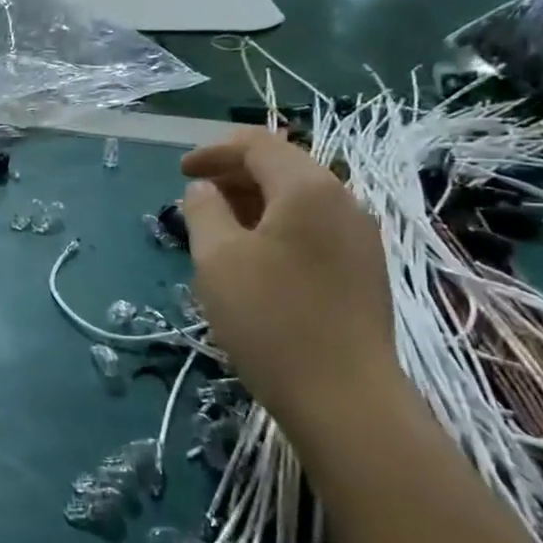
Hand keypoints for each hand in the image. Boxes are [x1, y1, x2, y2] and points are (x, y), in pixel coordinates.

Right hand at [181, 131, 397, 435]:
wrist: (343, 398)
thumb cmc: (270, 319)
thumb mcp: (217, 259)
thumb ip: (204, 211)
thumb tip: (204, 189)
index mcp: (309, 188)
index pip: (258, 144)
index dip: (213, 151)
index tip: (180, 172)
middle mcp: (343, 202)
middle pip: (282, 168)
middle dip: (233, 176)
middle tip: (195, 201)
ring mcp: (359, 238)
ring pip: (298, 201)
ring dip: (253, 204)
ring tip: (218, 230)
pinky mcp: (362, 271)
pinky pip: (312, 230)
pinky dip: (276, 228)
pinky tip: (254, 260)